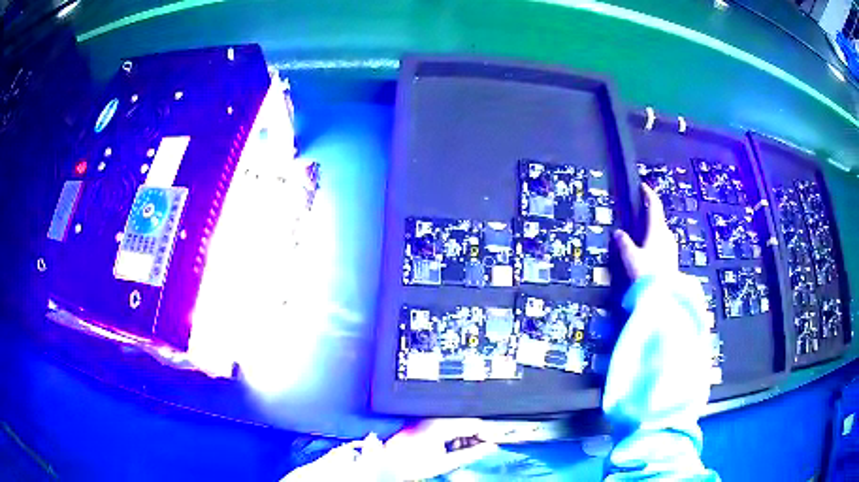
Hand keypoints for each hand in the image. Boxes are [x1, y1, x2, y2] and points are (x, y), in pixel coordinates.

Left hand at [382, 419, 498, 479]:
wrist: (388, 462)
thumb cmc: (411, 463)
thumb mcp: (446, 462)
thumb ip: (471, 454)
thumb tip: (489, 448)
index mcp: (442, 424)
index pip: (474, 423)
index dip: (488, 433)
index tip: (495, 442)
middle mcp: (435, 417)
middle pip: (466, 422)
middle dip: (476, 436)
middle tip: (482, 449)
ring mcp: (428, 419)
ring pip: (456, 423)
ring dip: (464, 436)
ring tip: (463, 451)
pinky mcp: (423, 422)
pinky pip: (445, 425)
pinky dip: (453, 435)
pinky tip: (450, 447)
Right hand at [614, 183, 677, 280]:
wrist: (664, 295)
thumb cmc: (647, 273)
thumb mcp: (631, 258)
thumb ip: (624, 244)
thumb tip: (618, 233)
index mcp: (657, 230)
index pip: (654, 206)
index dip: (648, 195)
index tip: (643, 187)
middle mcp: (667, 235)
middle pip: (659, 219)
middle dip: (651, 215)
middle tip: (641, 214)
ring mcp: (671, 248)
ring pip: (662, 233)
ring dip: (654, 231)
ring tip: (643, 236)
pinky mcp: (672, 260)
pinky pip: (664, 245)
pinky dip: (657, 243)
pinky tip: (651, 253)